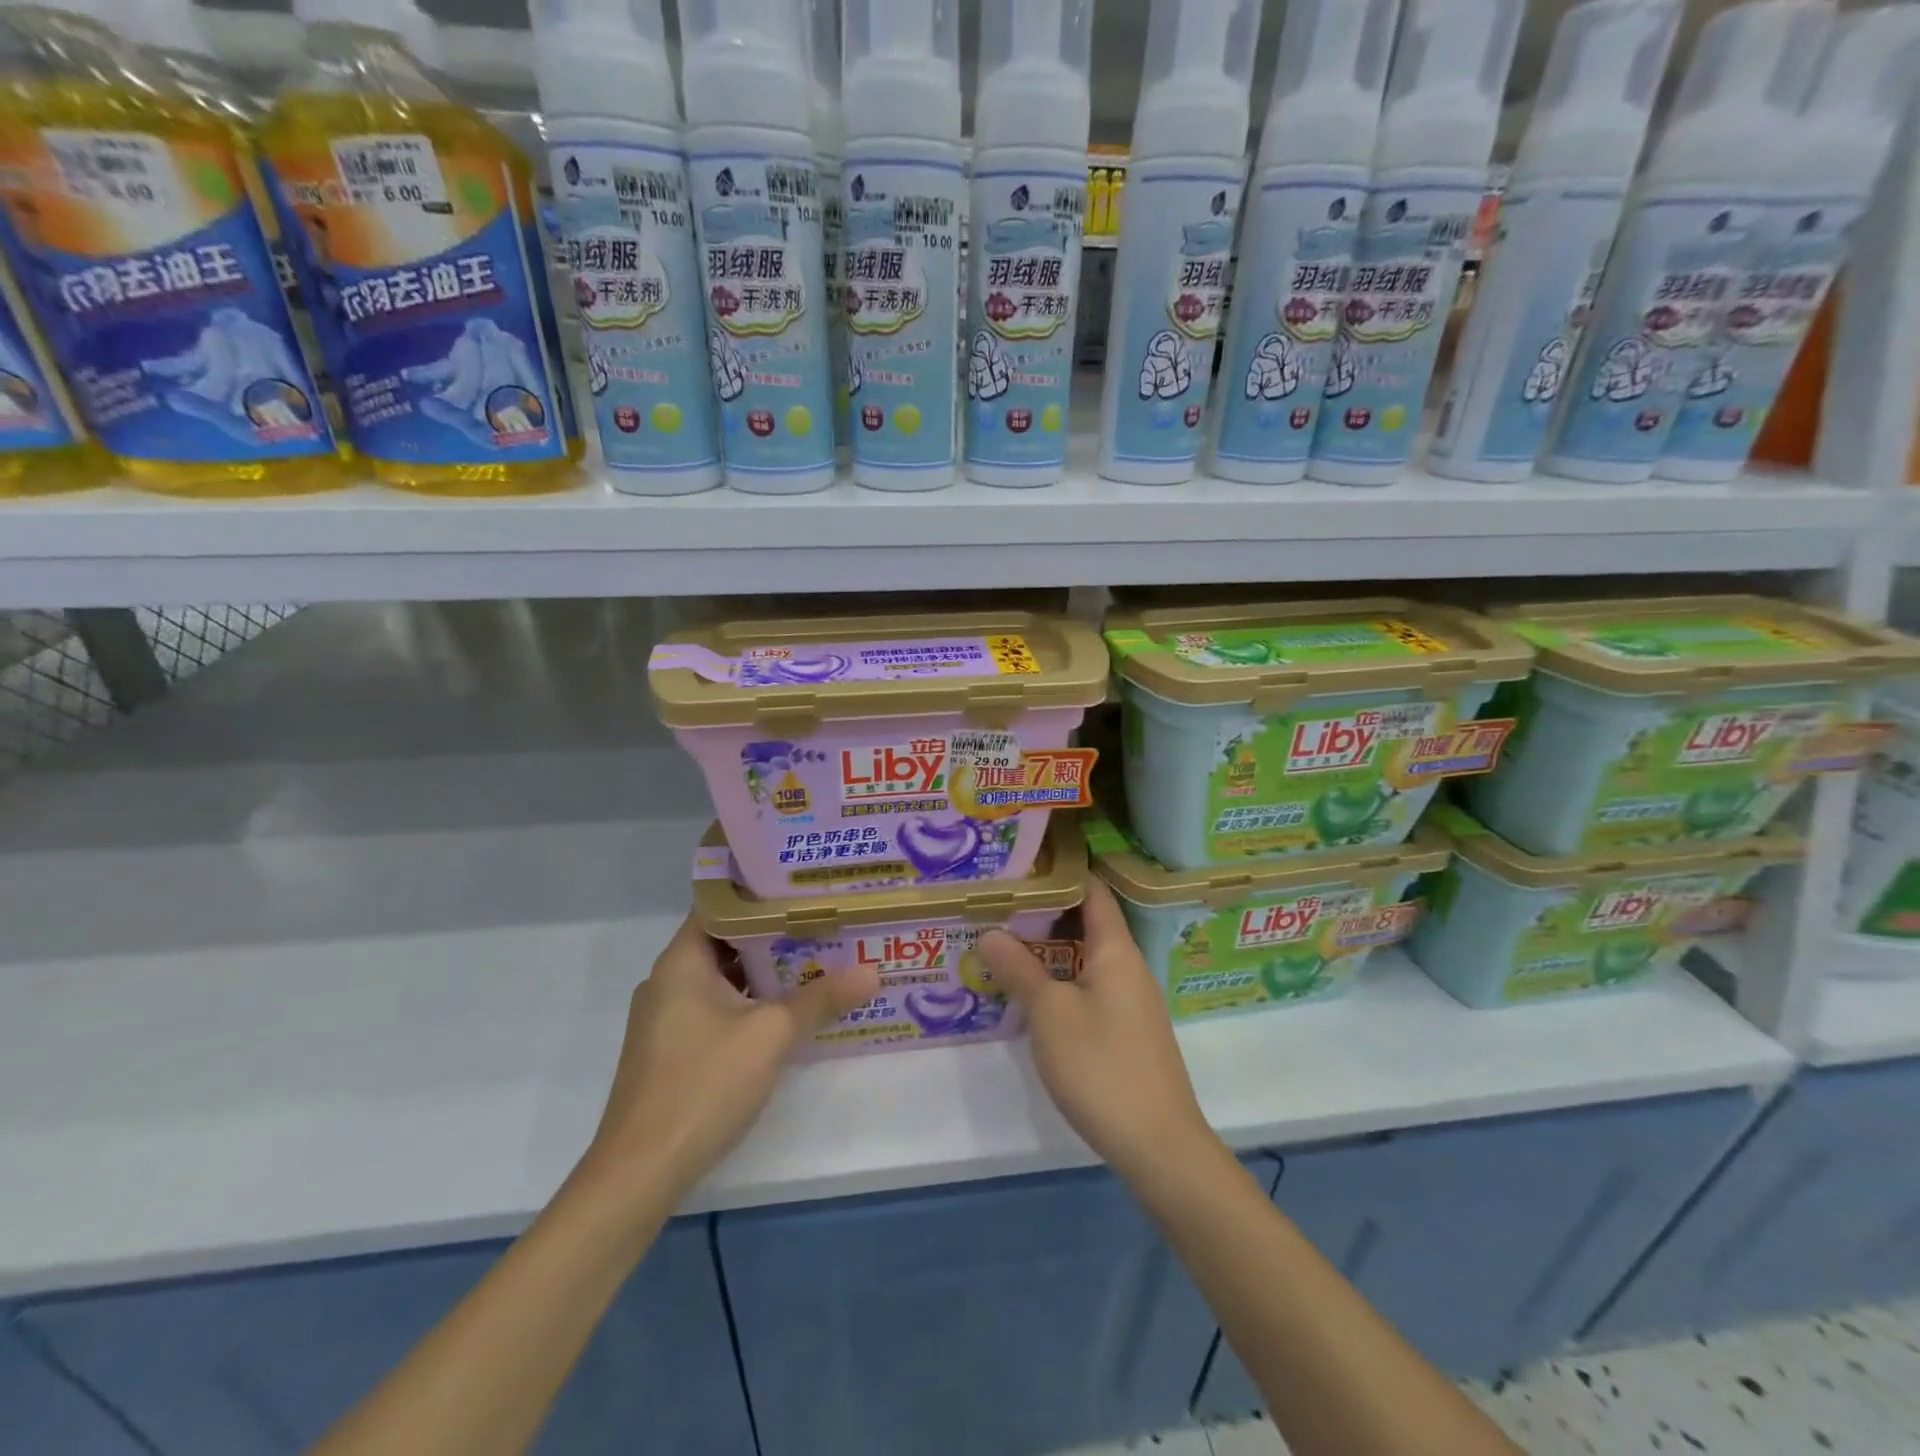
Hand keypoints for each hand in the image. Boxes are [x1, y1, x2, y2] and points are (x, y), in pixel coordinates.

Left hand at [581, 916, 878, 1199]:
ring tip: (815, 959)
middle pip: (725, 940)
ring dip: (764, 971)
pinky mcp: (671, 1049)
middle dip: (773, 933)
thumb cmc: (703, 1085)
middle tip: (822, 922)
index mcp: (682, 962)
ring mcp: (666, 1018)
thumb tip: (872, 973)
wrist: (639, 1172)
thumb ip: (821, 999)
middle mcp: (668, 980)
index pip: (720, 905)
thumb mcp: (772, 1035)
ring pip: (722, 978)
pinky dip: (748, 1001)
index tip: (803, 887)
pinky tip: (785, 1011)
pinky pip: (714, 1007)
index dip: (761, 892)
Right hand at [977, 876, 1218, 1182]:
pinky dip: (1063, 978)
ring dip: (1051, 949)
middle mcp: (1129, 967)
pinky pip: (1092, 987)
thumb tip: (989, 931)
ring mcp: (1131, 1001)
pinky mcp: (1128, 1031)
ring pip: (1087, 958)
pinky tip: (1033, 993)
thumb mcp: (1050, 1014)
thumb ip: (1019, 969)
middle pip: (1088, 922)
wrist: (1158, 1145)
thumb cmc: (1101, 1066)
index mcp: (1117, 950)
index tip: (1024, 863)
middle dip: (1046, 911)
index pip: (1093, 891)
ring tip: (1007, 941)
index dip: (1062, 872)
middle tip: (1001, 903)